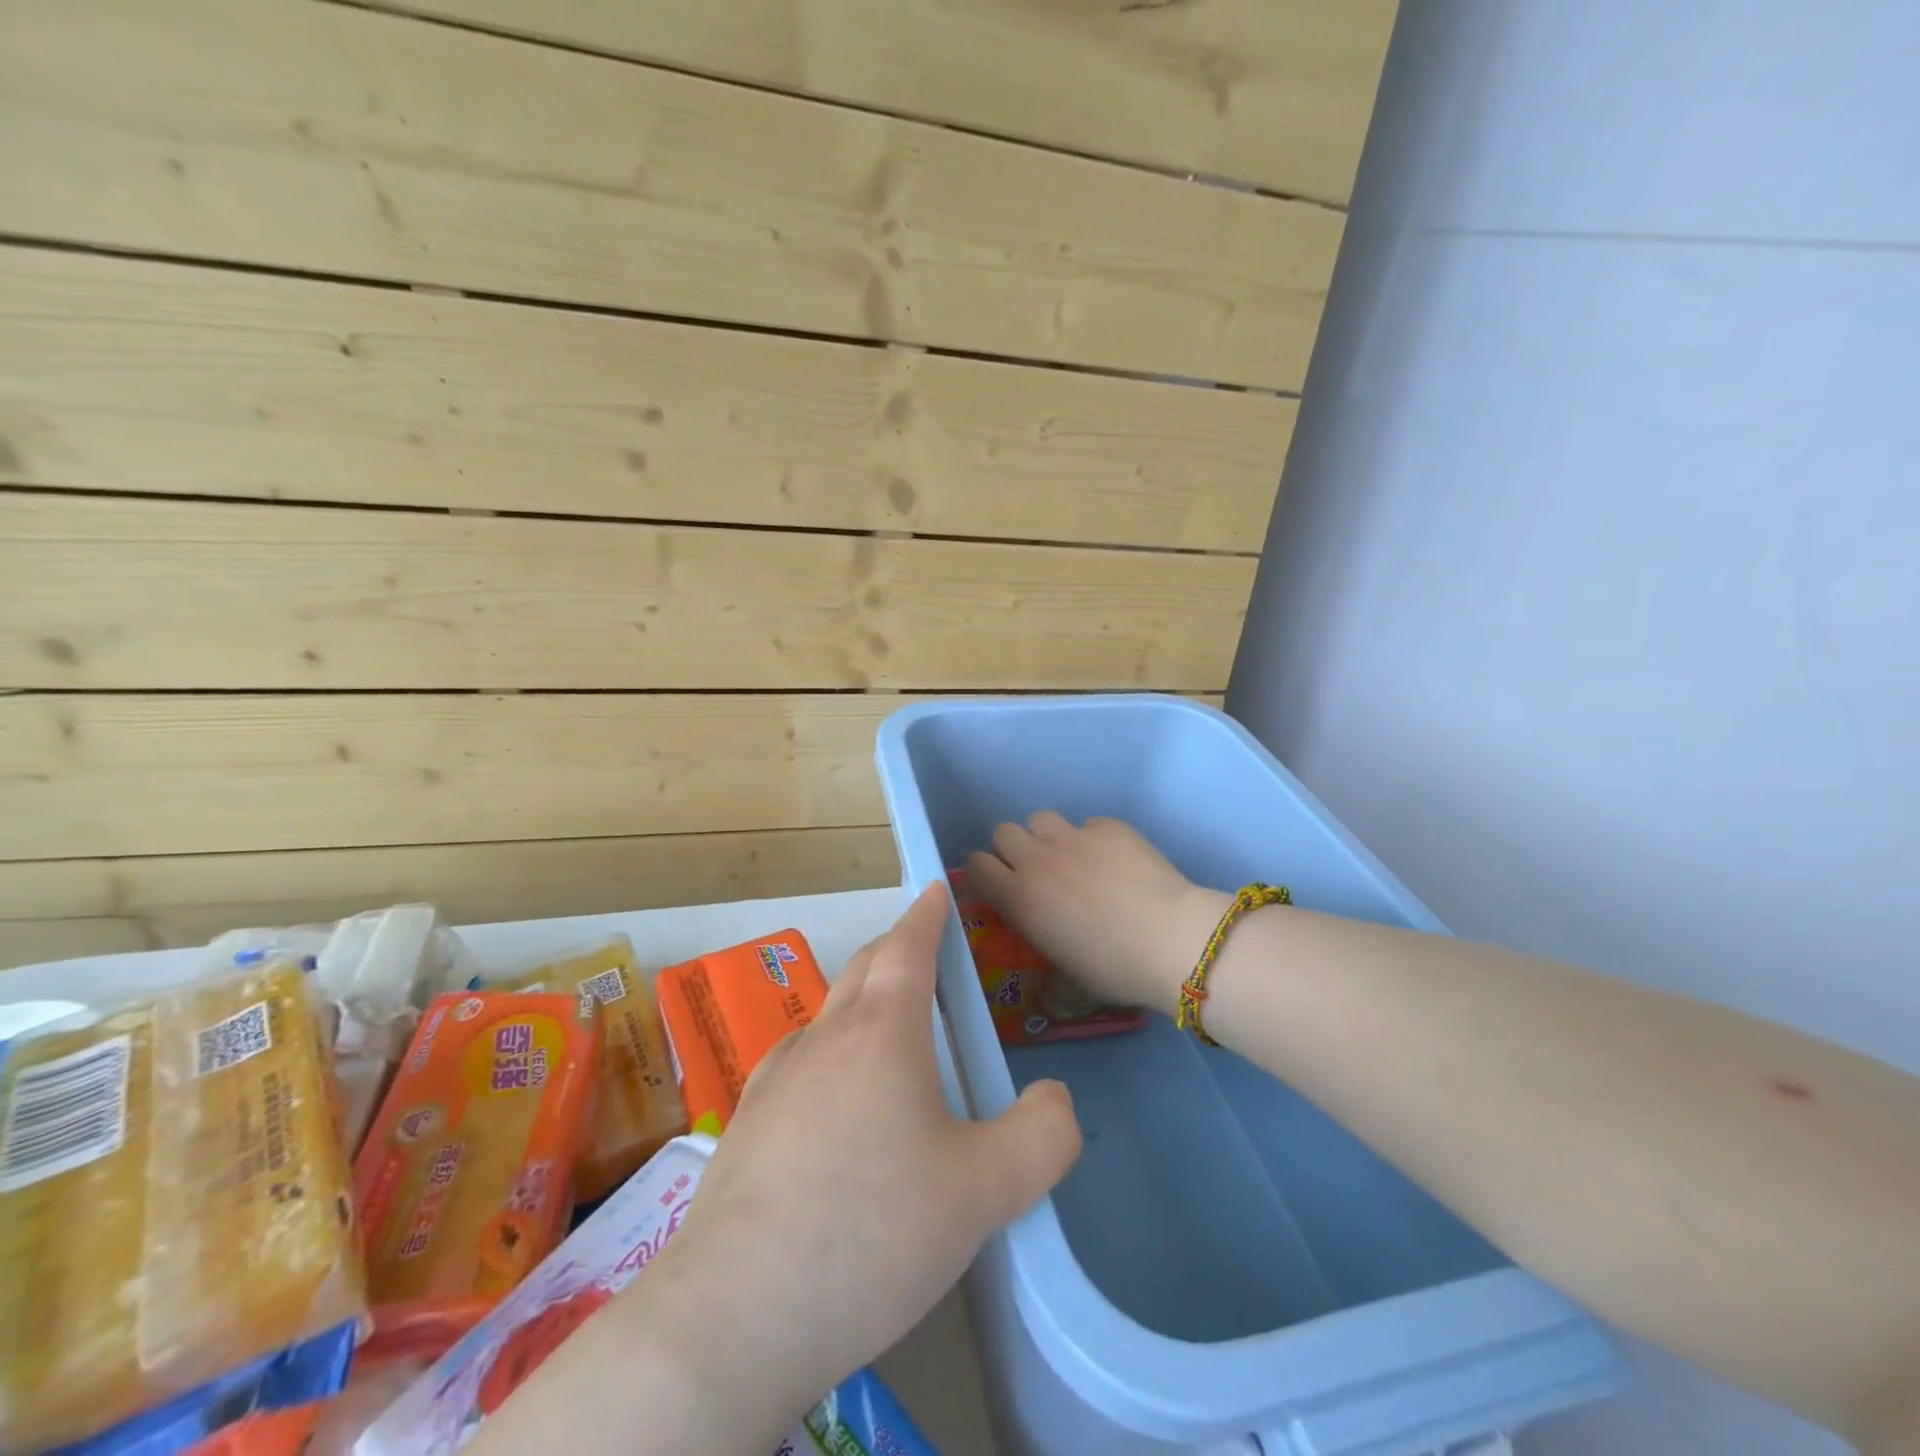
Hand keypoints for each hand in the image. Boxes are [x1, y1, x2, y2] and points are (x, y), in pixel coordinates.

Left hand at [620, 882, 1081, 1443]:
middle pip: (864, 969)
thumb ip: (1043, 1136)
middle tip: (924, 952)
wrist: (735, 1315)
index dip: (927, 914)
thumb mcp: (985, 1191)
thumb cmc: (872, 1232)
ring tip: (889, 1026)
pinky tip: (836, 1100)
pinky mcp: (747, 1122)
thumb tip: (1055, 1098)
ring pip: (829, 1014)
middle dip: (897, 948)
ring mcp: (776, 1078)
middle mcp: (825, 1038)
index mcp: (882, 1032)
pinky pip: (801, 1061)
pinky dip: (832, 1051)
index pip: (907, 947)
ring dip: (863, 1000)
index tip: (936, 888)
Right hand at [965, 813, 1227, 1016]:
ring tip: (1071, 860)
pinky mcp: (1109, 827)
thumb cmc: (1113, 969)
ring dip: (1047, 837)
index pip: (976, 866)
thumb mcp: (1070, 990)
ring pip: (1041, 819)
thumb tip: (1044, 997)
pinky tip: (1114, 862)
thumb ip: (1048, 989)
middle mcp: (1038, 859)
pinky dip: (1093, 839)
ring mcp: (1074, 837)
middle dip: (1013, 849)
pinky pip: (1088, 824)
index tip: (998, 889)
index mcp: (1018, 897)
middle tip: (1036, 873)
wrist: (1170, 938)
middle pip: (1003, 832)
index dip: (983, 874)